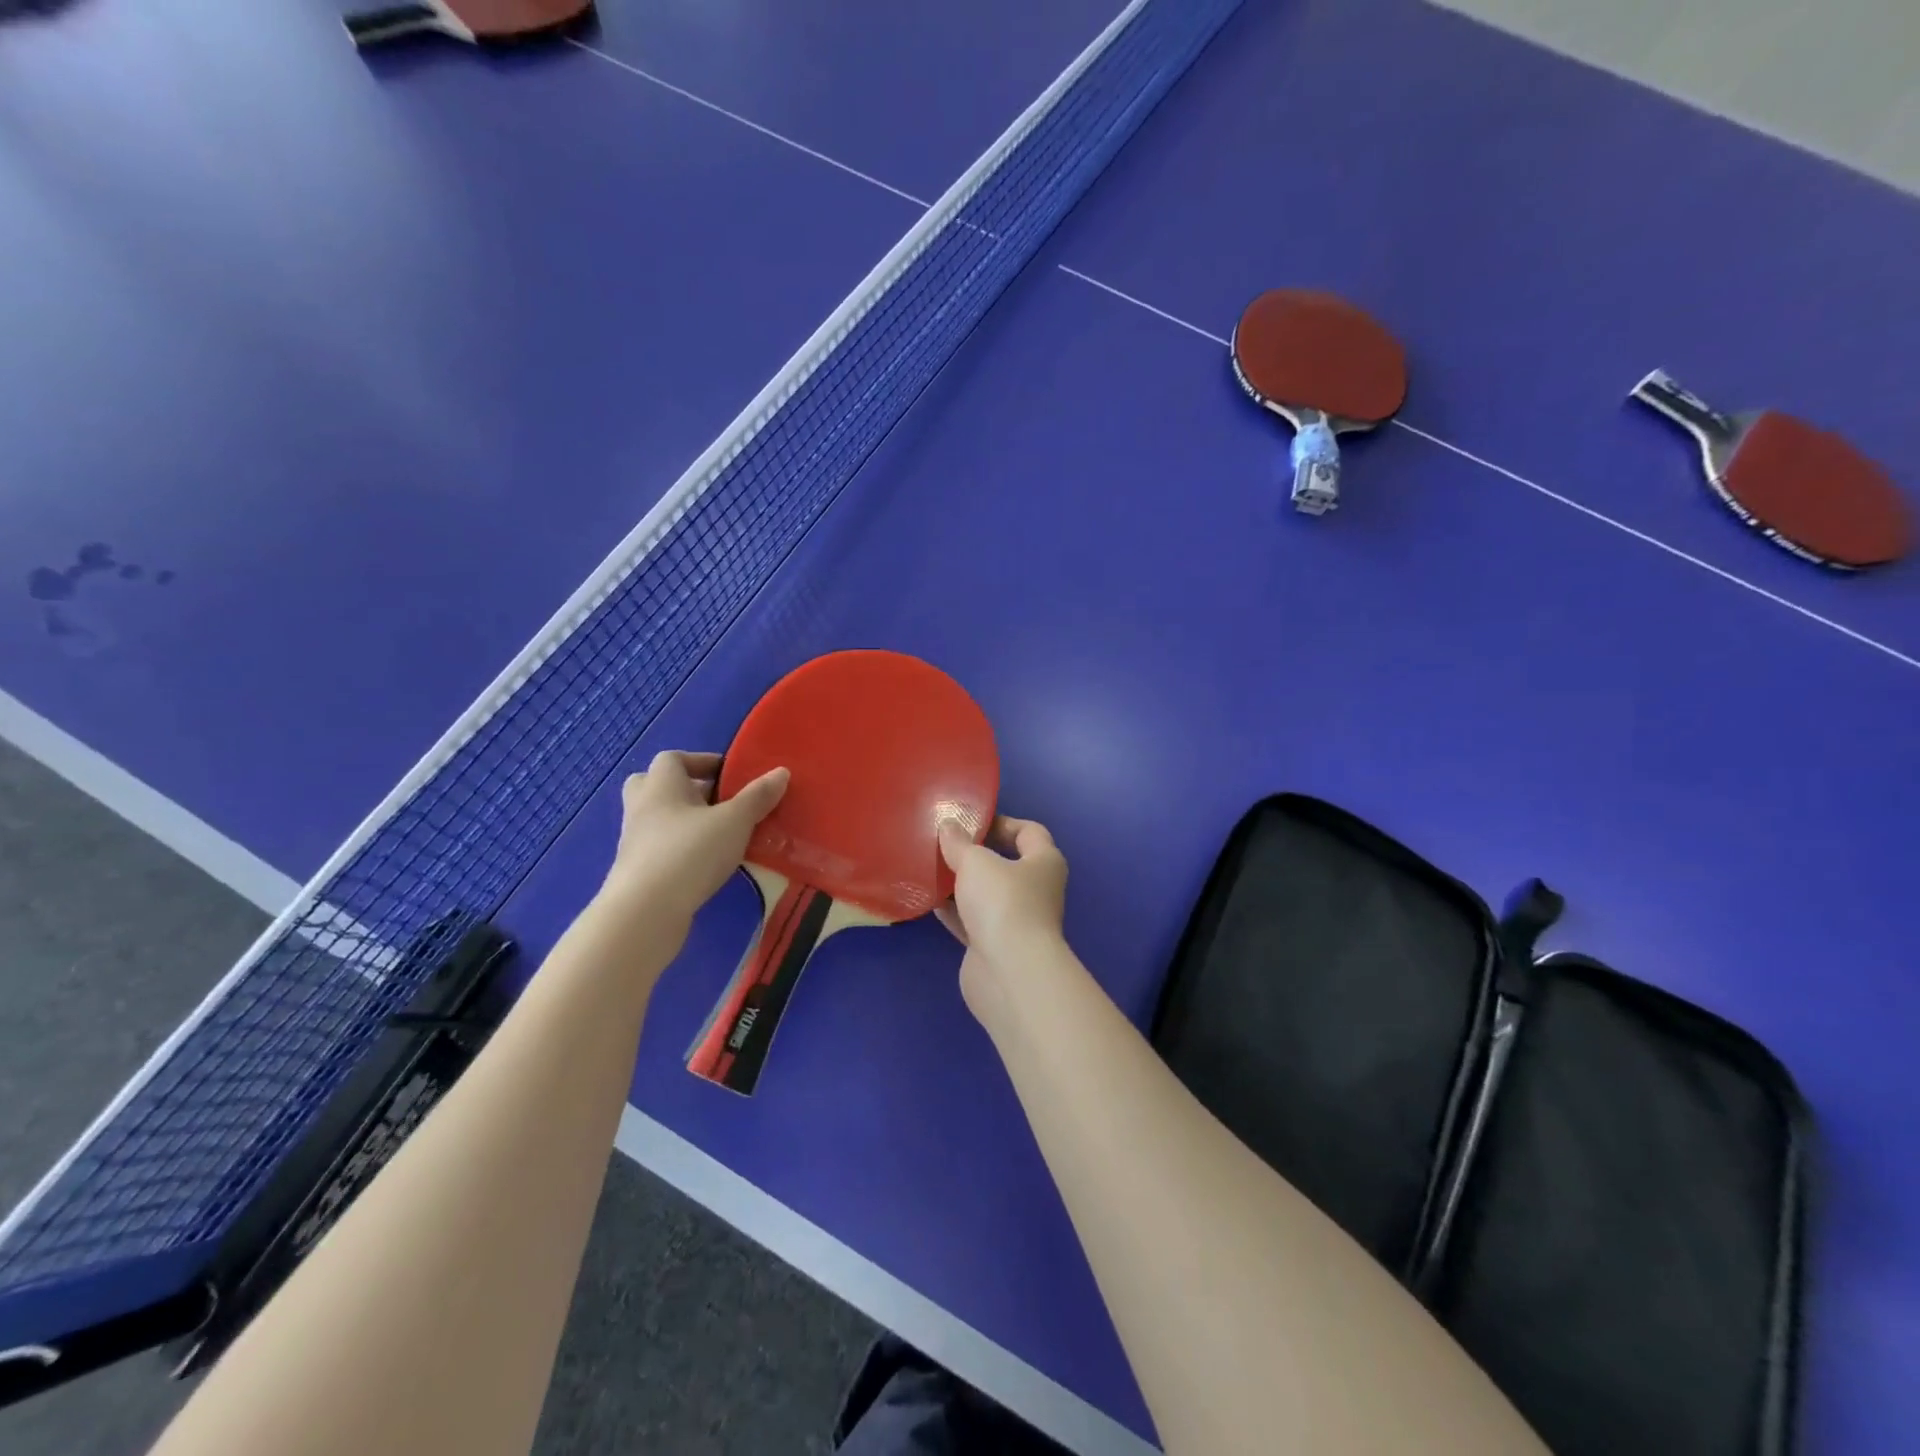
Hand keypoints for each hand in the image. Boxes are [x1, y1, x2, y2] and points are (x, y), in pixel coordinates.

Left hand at [598, 751, 788, 927]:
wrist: (645, 912)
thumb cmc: (690, 852)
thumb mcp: (734, 821)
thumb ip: (758, 796)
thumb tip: (781, 772)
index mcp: (661, 784)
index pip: (674, 758)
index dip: (702, 761)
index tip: (731, 776)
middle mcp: (642, 806)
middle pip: (658, 786)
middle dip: (687, 790)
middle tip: (718, 802)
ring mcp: (635, 840)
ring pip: (660, 819)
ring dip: (687, 822)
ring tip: (721, 835)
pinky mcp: (637, 871)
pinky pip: (661, 848)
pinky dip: (682, 849)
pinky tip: (707, 864)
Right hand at [936, 816, 1069, 1016]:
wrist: (1009, 973)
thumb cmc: (1003, 903)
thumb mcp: (976, 862)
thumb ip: (959, 842)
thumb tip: (949, 826)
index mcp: (1044, 862)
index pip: (1029, 832)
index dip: (1002, 822)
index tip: (970, 821)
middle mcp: (1035, 890)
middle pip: (1005, 863)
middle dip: (976, 854)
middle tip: (944, 843)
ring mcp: (1015, 920)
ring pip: (986, 894)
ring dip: (961, 883)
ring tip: (930, 868)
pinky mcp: (994, 946)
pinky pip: (971, 920)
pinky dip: (953, 911)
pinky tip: (929, 899)